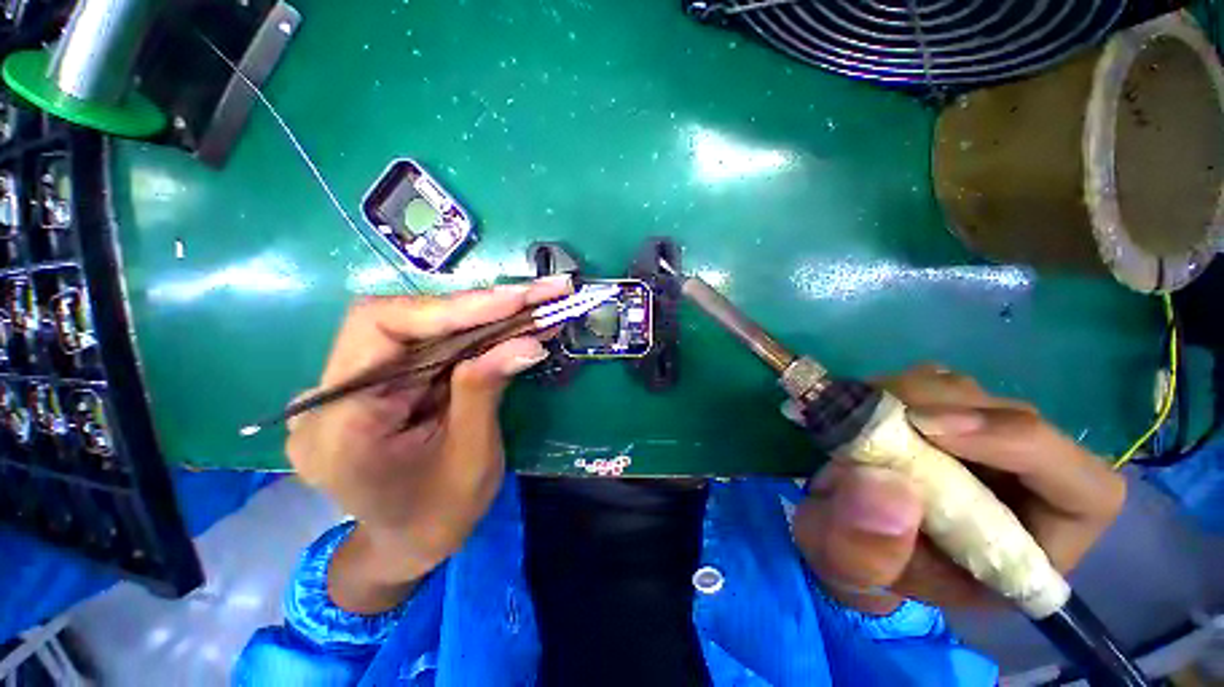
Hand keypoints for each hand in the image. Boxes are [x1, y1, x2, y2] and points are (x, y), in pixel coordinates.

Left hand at [288, 276, 571, 612]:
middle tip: (536, 295)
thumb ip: (486, 391)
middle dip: (478, 306)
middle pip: (403, 319)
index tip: (515, 299)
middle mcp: (332, 394)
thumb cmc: (439, 517)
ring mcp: (353, 385)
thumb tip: (528, 341)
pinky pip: (429, 345)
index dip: (452, 307)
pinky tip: (511, 326)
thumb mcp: (471, 459)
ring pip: (420, 328)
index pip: (381, 329)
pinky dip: (475, 334)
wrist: (408, 545)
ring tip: (534, 306)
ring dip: (483, 316)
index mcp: (340, 424)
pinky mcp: (382, 382)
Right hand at [792, 365, 1126, 614]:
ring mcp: (984, 447)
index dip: (1023, 448)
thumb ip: (864, 549)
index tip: (929, 429)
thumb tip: (887, 485)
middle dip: (946, 410)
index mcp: (1028, 549)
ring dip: (914, 393)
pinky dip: (897, 386)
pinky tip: (865, 405)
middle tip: (875, 410)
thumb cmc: (860, 565)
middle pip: (1020, 422)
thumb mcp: (849, 572)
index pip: (1084, 492)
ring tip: (861, 412)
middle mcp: (1022, 488)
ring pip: (974, 395)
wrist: (844, 535)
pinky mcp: (947, 419)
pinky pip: (936, 384)